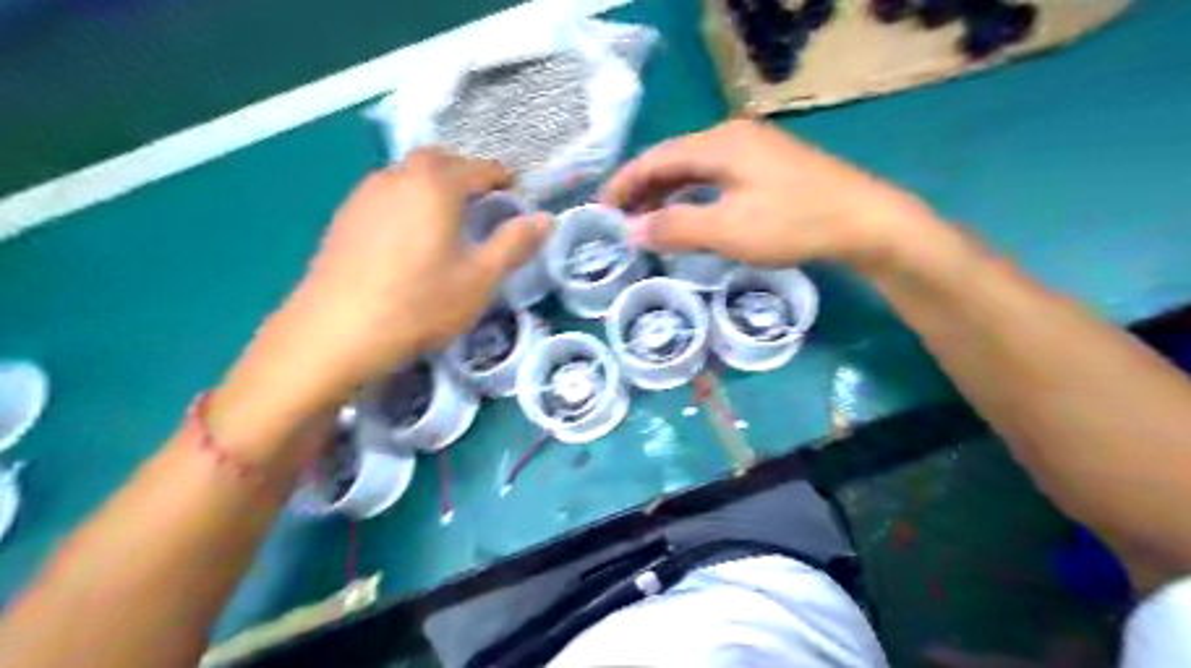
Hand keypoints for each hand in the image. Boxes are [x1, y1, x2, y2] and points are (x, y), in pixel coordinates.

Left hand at [211, 146, 544, 447]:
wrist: (334, 333)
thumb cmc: (419, 305)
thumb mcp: (480, 279)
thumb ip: (515, 244)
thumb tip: (546, 218)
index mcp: (435, 185)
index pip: (479, 167)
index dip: (503, 179)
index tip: (517, 196)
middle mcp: (397, 177)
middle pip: (439, 161)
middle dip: (466, 174)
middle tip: (484, 203)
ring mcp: (364, 195)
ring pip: (408, 176)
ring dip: (434, 187)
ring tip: (449, 220)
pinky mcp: (344, 218)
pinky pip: (386, 196)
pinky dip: (408, 203)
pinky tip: (410, 239)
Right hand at [601, 120, 944, 272]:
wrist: (864, 220)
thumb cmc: (791, 223)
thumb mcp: (727, 230)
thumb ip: (675, 228)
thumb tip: (630, 231)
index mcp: (718, 143)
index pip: (655, 158)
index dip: (624, 183)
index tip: (601, 210)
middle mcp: (732, 136)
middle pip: (673, 160)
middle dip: (642, 189)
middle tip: (620, 220)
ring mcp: (753, 150)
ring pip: (694, 169)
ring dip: (667, 194)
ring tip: (646, 221)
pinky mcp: (767, 167)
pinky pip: (715, 177)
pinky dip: (692, 196)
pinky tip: (688, 215)